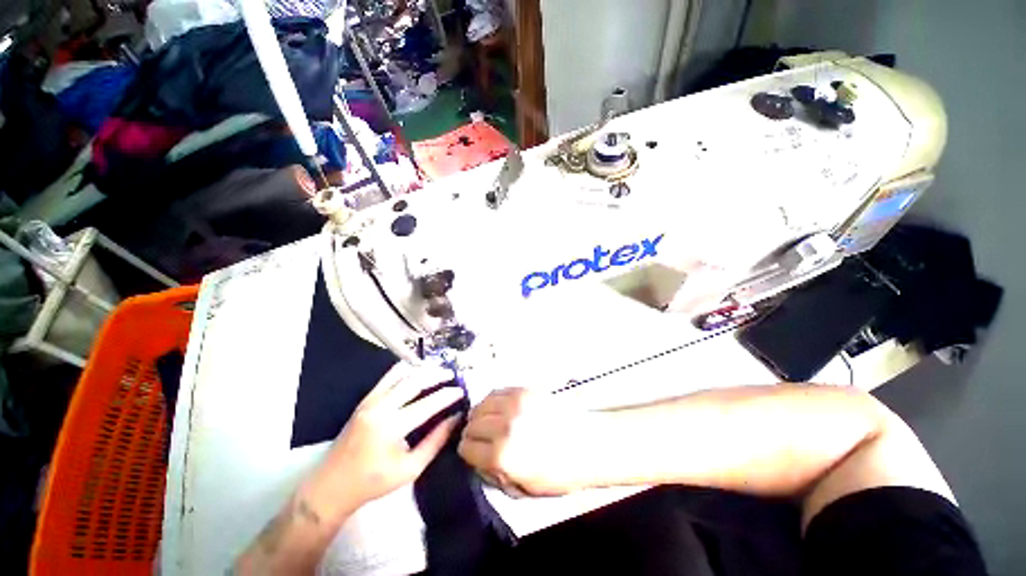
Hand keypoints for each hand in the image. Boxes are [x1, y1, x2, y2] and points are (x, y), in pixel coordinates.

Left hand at [301, 363, 463, 518]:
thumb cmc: (373, 483)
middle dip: (436, 375)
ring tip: (438, 371)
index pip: (427, 404)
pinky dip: (405, 371)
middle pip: (415, 381)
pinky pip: (388, 378)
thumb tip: (455, 419)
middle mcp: (380, 408)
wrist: (331, 486)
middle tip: (452, 375)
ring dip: (422, 370)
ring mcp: (370, 401)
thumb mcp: (410, 469)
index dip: (447, 395)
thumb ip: (435, 441)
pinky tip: (417, 372)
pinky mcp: (365, 400)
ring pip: (401, 375)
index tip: (461, 391)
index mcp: (391, 428)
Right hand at [458, 388, 601, 496]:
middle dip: (471, 432)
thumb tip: (475, 458)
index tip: (471, 451)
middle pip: (472, 423)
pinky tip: (498, 408)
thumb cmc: (557, 473)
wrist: (586, 443)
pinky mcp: (524, 389)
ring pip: (481, 403)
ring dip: (479, 413)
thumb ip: (492, 474)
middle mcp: (504, 425)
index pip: (466, 447)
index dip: (466, 451)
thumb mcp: (521, 488)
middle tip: (478, 436)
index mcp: (502, 455)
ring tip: (486, 420)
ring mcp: (515, 403)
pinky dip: (492, 400)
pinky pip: (498, 390)